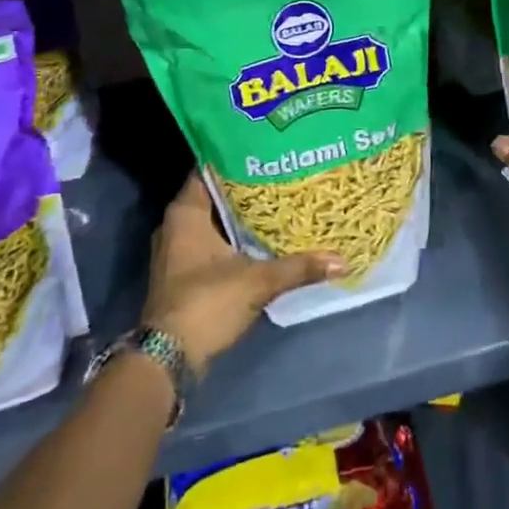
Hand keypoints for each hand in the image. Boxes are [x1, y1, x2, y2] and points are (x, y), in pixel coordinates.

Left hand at [141, 174, 344, 374]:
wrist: (168, 360)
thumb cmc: (206, 303)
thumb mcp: (258, 281)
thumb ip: (298, 267)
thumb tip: (341, 260)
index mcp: (186, 212)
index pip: (210, 169)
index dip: (237, 157)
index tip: (267, 148)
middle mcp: (176, 225)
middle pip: (215, 194)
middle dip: (245, 186)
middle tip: (281, 172)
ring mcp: (177, 250)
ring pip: (214, 220)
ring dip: (240, 214)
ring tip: (278, 199)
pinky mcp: (183, 273)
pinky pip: (211, 241)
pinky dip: (234, 237)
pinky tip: (262, 235)